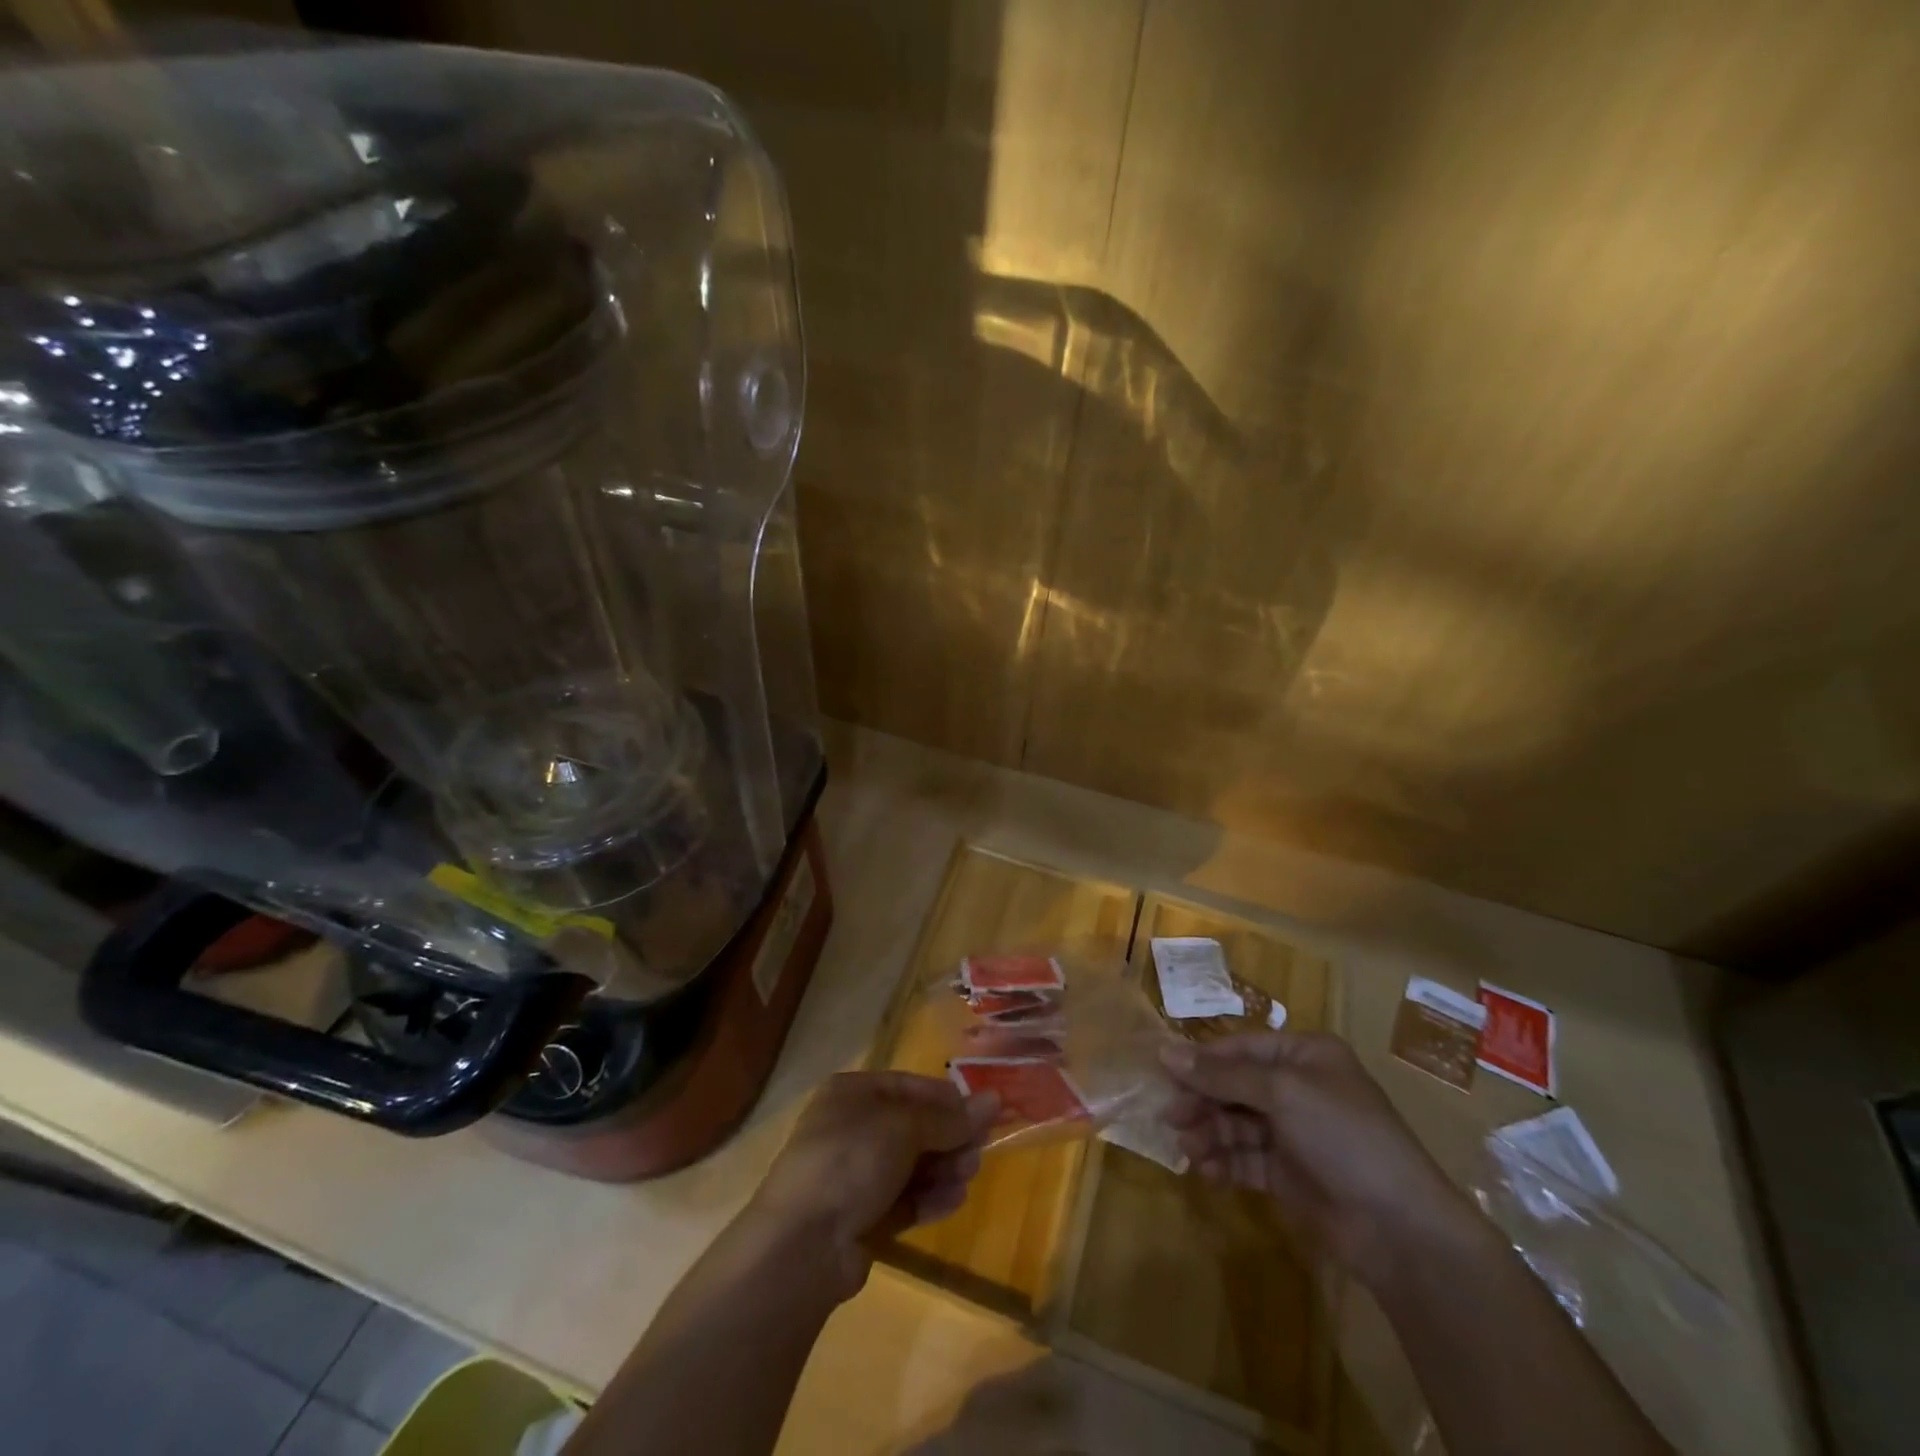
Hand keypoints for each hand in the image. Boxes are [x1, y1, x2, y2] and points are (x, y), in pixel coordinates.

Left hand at [746, 1071, 997, 1299]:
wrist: (803, 1243)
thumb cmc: (852, 1160)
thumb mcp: (905, 1127)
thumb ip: (951, 1118)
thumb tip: (994, 1100)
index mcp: (853, 1093)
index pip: (909, 1086)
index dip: (947, 1099)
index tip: (985, 1112)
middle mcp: (852, 1128)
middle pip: (913, 1127)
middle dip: (949, 1139)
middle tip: (979, 1152)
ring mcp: (854, 1176)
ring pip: (911, 1165)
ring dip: (943, 1169)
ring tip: (967, 1178)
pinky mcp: (861, 1218)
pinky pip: (904, 1200)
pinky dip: (929, 1199)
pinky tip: (953, 1202)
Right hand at [1161, 1032, 1479, 1287]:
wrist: (1400, 1228)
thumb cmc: (1343, 1136)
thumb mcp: (1282, 1092)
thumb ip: (1221, 1075)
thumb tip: (1165, 1051)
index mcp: (1304, 1055)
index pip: (1241, 1048)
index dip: (1202, 1060)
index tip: (1163, 1072)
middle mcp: (1298, 1088)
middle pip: (1235, 1085)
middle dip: (1202, 1100)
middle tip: (1171, 1116)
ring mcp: (1294, 1133)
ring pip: (1236, 1123)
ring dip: (1209, 1133)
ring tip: (1188, 1149)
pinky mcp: (1289, 1174)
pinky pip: (1246, 1158)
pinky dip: (1224, 1161)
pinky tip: (1206, 1171)